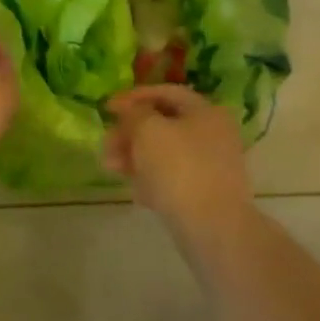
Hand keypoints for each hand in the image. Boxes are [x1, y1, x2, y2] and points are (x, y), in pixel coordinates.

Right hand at [104, 87, 253, 233]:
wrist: (213, 228)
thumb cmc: (179, 168)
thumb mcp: (148, 130)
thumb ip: (134, 113)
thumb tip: (129, 110)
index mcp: (206, 111)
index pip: (166, 92)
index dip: (134, 97)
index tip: (106, 108)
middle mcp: (213, 133)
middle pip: (163, 124)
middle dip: (130, 132)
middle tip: (106, 145)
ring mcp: (212, 165)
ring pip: (165, 152)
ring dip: (135, 156)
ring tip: (111, 169)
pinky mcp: (206, 193)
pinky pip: (172, 177)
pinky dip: (152, 179)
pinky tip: (137, 193)